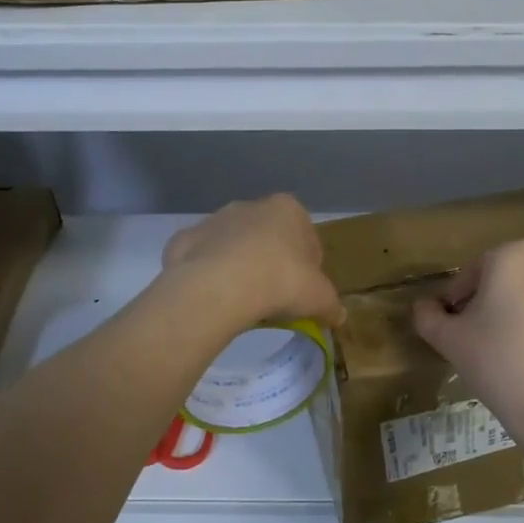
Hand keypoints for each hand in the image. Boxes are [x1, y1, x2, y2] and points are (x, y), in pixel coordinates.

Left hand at [161, 195, 344, 328]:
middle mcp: (250, 206)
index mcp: (288, 209)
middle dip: (272, 262)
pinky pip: (203, 259)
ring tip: (244, 301)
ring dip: (240, 266)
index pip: (307, 236)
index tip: (305, 290)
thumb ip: (331, 305)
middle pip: (268, 237)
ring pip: (234, 245)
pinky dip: (209, 274)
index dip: (309, 266)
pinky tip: (215, 298)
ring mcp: (214, 220)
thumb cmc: (281, 281)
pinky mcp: (185, 240)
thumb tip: (338, 315)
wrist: (220, 286)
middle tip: (275, 297)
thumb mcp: (320, 298)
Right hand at [412, 240, 523, 449]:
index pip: (471, 273)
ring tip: (506, 349)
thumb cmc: (497, 361)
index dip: (456, 300)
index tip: (451, 328)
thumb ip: (428, 316)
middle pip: (505, 278)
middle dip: (488, 302)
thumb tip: (423, 307)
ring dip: (517, 311)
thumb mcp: (449, 339)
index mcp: (512, 256)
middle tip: (475, 338)